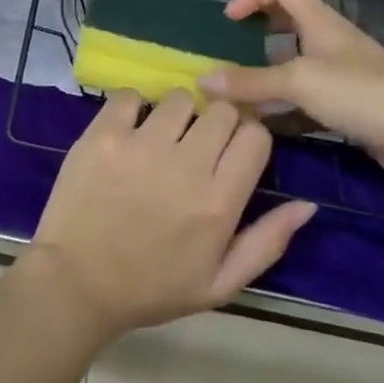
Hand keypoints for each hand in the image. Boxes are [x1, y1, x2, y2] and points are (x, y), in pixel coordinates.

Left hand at [26, 90, 315, 340]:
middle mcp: (186, 164)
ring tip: (162, 139)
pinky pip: (131, 94)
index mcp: (219, 201)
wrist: (76, 283)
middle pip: (222, 110)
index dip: (249, 139)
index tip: (233, 153)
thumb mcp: (220, 283)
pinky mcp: (104, 132)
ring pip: (180, 98)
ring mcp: (142, 143)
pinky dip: (134, 107)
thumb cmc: (152, 287)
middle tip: (197, 148)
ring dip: (178, 114)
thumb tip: (308, 203)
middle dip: (217, 124)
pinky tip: (129, 130)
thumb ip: (268, 242)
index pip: (255, 135)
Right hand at [197, 0, 383, 188]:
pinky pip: (307, 99)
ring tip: (238, 94)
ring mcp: (342, 75)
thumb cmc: (361, 93)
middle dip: (256, 35)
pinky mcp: (349, 107)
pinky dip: (285, 107)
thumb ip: (250, 81)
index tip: (229, 20)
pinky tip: (266, 126)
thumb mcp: (298, 82)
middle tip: (229, 54)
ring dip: (267, 75)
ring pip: (295, 65)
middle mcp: (329, 41)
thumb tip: (202, 79)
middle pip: (287, 23)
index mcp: (319, 22)